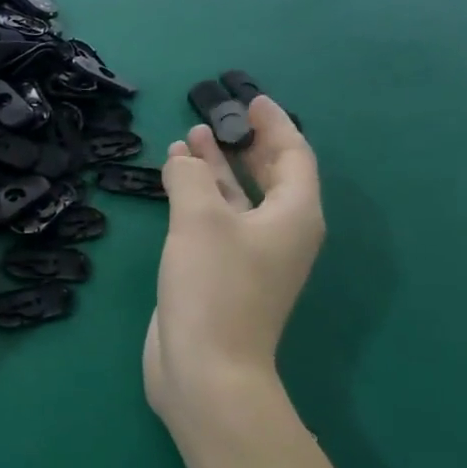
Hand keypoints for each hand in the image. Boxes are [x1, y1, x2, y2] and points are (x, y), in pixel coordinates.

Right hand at [144, 95, 322, 422]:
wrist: (206, 367)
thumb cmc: (214, 287)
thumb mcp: (200, 220)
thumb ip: (191, 177)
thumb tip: (182, 156)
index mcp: (293, 215)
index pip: (293, 156)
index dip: (273, 125)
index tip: (250, 100)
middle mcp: (279, 232)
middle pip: (268, 176)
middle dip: (242, 144)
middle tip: (215, 116)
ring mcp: (251, 256)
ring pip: (238, 198)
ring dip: (215, 168)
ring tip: (186, 141)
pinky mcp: (222, 274)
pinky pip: (216, 221)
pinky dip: (199, 197)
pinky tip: (173, 184)